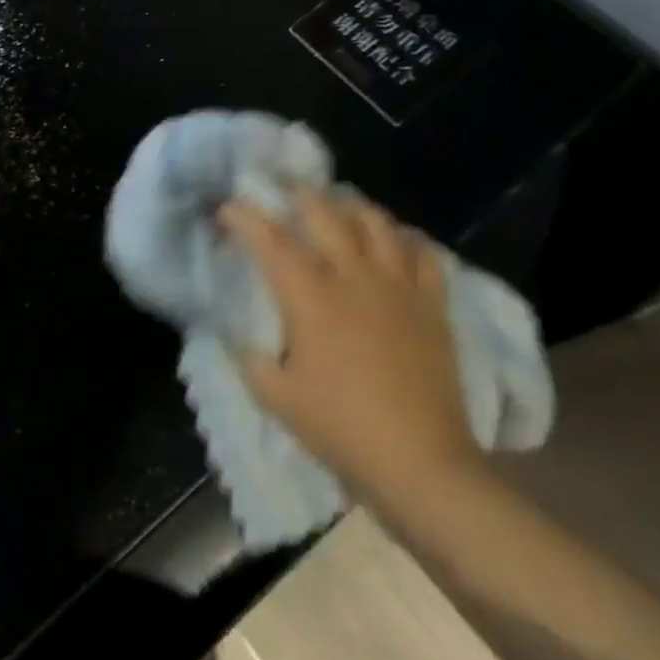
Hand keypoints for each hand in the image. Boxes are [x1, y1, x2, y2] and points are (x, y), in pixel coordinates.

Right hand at [220, 191, 482, 500]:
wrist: (422, 464)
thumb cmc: (342, 429)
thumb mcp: (278, 398)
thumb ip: (251, 360)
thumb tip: (239, 336)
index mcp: (312, 298)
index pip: (271, 240)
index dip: (245, 217)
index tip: (227, 208)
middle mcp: (355, 277)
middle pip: (326, 214)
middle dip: (299, 196)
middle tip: (284, 194)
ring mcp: (399, 287)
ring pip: (377, 223)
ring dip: (353, 208)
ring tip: (340, 209)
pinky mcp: (432, 305)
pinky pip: (424, 255)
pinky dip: (406, 240)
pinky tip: (396, 243)